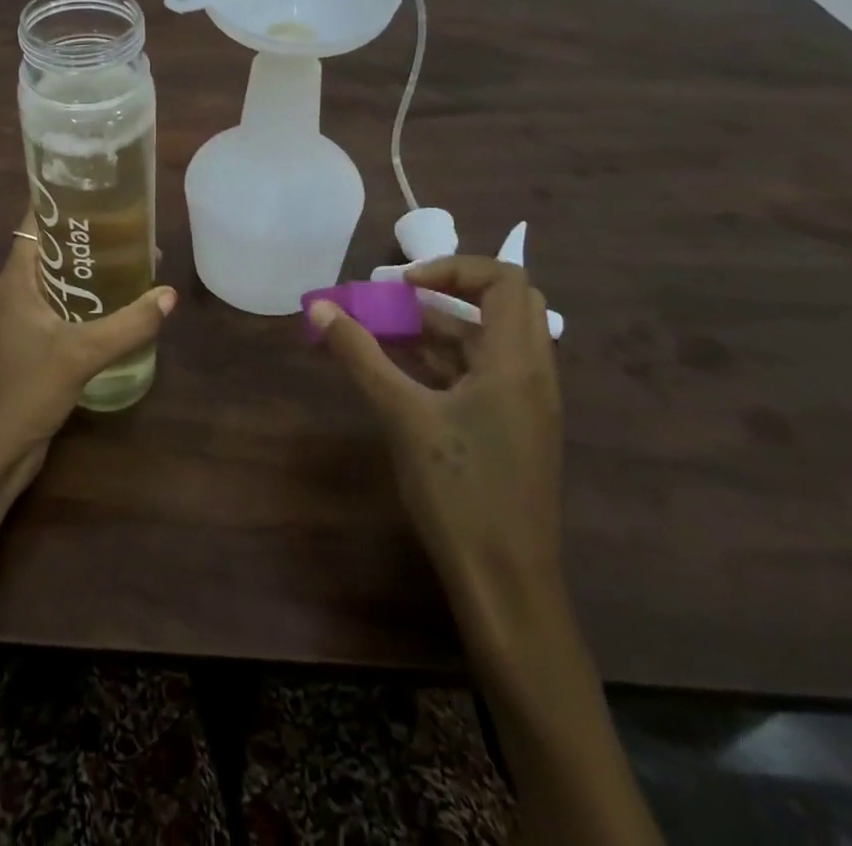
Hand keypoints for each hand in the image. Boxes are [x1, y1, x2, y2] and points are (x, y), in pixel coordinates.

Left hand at [0, 214, 175, 505]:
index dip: (62, 199)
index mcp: (18, 277)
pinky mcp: (42, 340)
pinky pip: (71, 304)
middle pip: (56, 246)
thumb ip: (126, 324)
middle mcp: (22, 288)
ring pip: (66, 276)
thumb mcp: (80, 353)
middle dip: (90, 232)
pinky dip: (95, 296)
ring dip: (95, 266)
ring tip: (139, 254)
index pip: (35, 220)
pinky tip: (126, 300)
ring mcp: (31, 315)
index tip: (98, 185)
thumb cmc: (27, 390)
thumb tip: (168, 294)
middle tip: (134, 220)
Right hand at [310, 256, 563, 627]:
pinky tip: (398, 371)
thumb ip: (361, 355)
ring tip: (381, 332)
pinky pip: (481, 372)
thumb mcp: (402, 415)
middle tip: (399, 299)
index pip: (504, 280)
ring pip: (488, 340)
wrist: (506, 583)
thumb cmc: (459, 491)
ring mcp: (525, 403)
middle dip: (447, 292)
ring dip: (438, 328)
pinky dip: (443, 360)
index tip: (402, 286)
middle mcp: (531, 374)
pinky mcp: (513, 427)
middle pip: (502, 303)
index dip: (453, 268)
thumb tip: (320, 307)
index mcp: (517, 362)